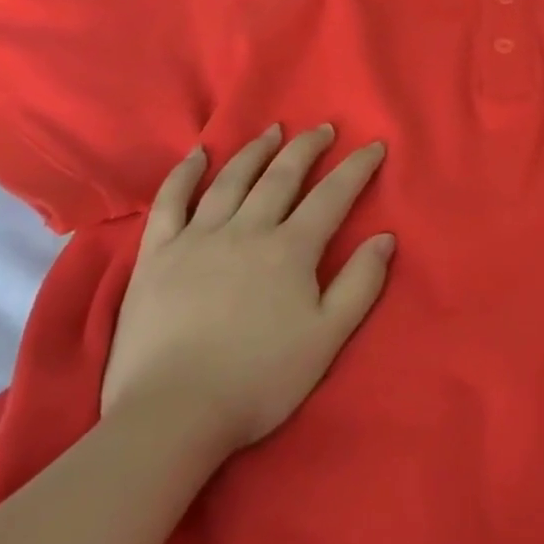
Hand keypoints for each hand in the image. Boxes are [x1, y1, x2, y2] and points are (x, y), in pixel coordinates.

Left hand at [100, 123, 394, 464]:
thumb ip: (360, 283)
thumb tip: (386, 237)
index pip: (333, 195)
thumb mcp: (327, 338)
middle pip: (282, 175)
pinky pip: (170, 202)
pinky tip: (196, 155)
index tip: (374, 145)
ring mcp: (198, 238)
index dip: (357, 167)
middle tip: (323, 128)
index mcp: (290, 249)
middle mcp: (247, 229)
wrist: (172, 415)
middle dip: (307, 147)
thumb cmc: (259, 380)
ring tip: (272, 131)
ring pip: (231, 179)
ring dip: (256, 150)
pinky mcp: (157, 254)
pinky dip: (184, 173)